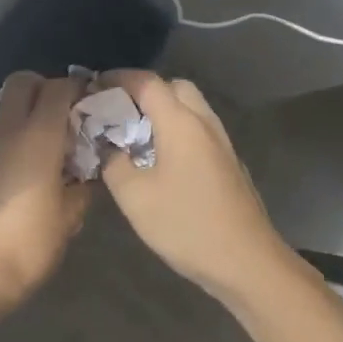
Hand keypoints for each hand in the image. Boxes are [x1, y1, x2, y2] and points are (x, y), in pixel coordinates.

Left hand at [0, 72, 90, 302]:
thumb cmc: (26, 245)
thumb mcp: (68, 220)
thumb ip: (81, 188)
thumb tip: (86, 174)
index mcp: (37, 136)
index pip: (58, 88)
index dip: (78, 89)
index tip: (93, 105)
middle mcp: (5, 130)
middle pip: (23, 81)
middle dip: (45, 88)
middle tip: (66, 118)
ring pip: (5, 108)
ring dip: (27, 115)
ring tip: (47, 150)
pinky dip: (11, 139)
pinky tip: (23, 173)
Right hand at [97, 72, 291, 303]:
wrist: (247, 263)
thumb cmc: (186, 225)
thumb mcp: (135, 197)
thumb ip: (113, 163)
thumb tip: (108, 147)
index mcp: (181, 123)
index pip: (147, 82)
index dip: (119, 78)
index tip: (95, 86)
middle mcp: (205, 123)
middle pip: (175, 87)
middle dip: (145, 91)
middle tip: (119, 111)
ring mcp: (222, 144)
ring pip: (191, 109)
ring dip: (164, 112)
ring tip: (136, 136)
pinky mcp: (230, 164)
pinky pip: (200, 131)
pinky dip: (178, 131)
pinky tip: (162, 160)